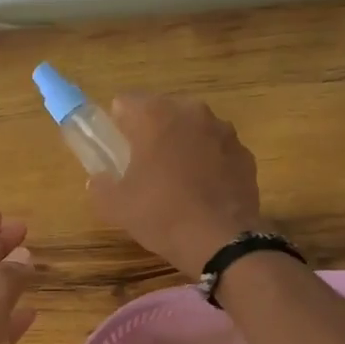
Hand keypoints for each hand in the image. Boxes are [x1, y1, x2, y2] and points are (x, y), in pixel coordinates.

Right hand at [88, 95, 267, 277]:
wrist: (220, 241)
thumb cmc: (161, 214)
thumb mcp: (116, 206)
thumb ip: (101, 186)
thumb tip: (99, 180)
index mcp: (155, 116)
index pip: (126, 102)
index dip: (118, 124)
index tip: (117, 149)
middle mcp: (192, 113)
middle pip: (163, 111)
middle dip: (153, 131)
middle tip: (144, 166)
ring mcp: (224, 131)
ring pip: (193, 129)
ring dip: (183, 144)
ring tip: (177, 180)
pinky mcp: (245, 154)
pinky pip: (217, 150)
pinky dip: (209, 162)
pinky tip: (203, 191)